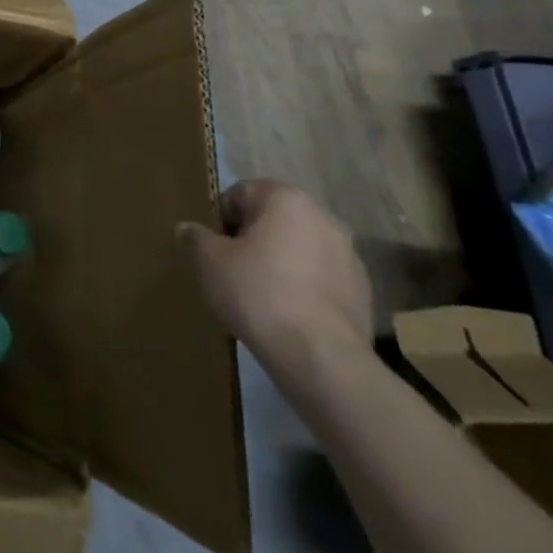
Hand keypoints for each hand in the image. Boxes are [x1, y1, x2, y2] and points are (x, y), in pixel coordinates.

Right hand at [180, 180, 372, 375]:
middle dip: (252, 239)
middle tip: (232, 268)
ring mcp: (350, 256)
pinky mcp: (363, 292)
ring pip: (299, 249)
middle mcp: (323, 218)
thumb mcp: (208, 260)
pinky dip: (303, 287)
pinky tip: (288, 313)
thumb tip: (188, 229)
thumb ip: (196, 237)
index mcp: (286, 200)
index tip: (214, 248)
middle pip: (273, 219)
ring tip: (261, 295)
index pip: (240, 193)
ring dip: (279, 262)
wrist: (321, 358)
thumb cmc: (257, 293)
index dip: (220, 219)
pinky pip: (320, 278)